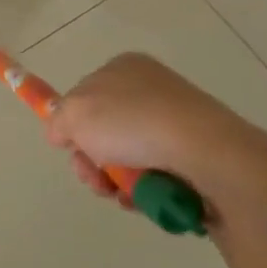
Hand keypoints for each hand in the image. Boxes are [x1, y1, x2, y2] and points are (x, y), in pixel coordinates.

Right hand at [44, 52, 266, 209]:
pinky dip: (144, 189)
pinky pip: (157, 172)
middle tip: (94, 179)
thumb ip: (58, 120)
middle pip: (104, 130)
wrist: (208, 153)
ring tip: (120, 195)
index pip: (84, 94)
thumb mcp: (75, 113)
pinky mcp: (197, 152)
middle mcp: (151, 89)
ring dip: (115, 180)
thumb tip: (61, 133)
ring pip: (128, 156)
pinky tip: (142, 200)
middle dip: (92, 161)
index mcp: (124, 68)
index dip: (73, 124)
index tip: (69, 148)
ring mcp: (177, 120)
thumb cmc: (134, 123)